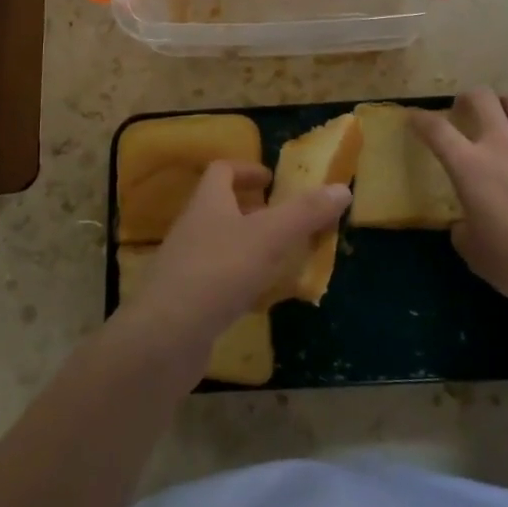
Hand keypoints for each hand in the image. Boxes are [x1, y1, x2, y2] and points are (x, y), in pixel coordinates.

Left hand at [112, 160, 349, 384]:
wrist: (165, 337)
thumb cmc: (218, 272)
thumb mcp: (269, 237)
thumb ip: (305, 213)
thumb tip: (342, 188)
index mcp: (208, 202)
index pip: (222, 170)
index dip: (247, 169)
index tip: (272, 179)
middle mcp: (193, 227)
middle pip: (221, 207)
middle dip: (253, 210)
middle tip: (286, 220)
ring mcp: (186, 265)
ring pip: (222, 244)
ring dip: (250, 246)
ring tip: (282, 259)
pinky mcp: (186, 300)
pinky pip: (218, 280)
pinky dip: (241, 281)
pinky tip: (261, 299)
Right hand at [414, 89, 507, 315]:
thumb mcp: (477, 256)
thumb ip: (464, 233)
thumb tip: (465, 225)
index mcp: (470, 166)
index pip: (436, 129)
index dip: (421, 120)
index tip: (415, 119)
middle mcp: (502, 143)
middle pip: (481, 97)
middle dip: (469, 99)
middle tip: (467, 111)